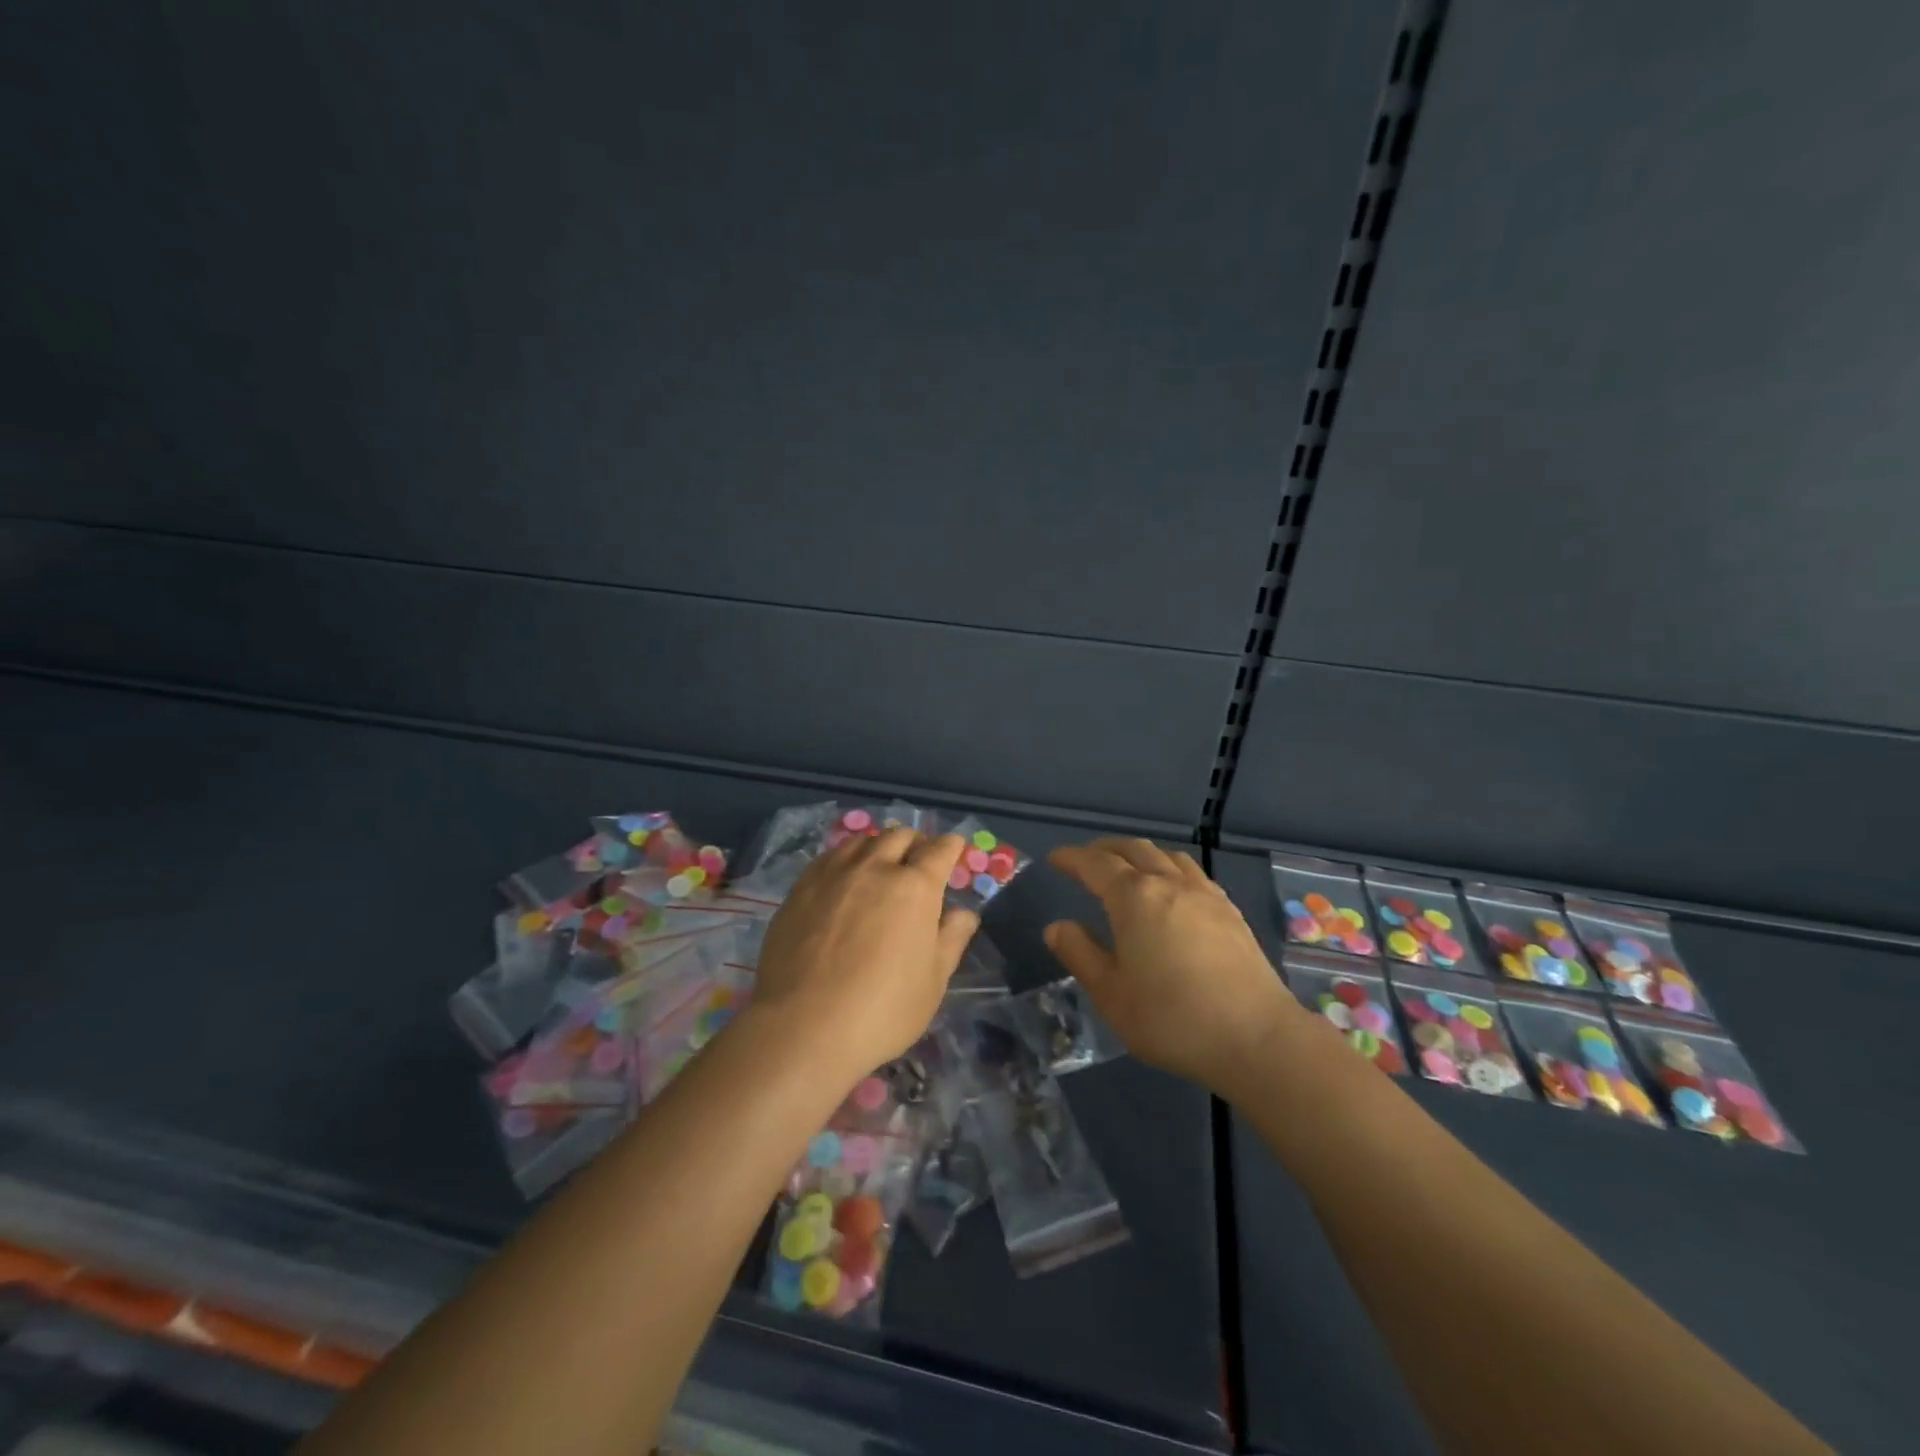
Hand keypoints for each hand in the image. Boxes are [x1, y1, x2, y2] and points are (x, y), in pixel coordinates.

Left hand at [750, 830, 979, 1080]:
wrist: (803, 1026)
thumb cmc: (882, 1010)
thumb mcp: (933, 982)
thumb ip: (951, 939)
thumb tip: (964, 913)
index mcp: (915, 887)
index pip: (940, 850)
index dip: (951, 846)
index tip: (954, 848)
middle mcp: (875, 868)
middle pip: (899, 836)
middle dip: (915, 843)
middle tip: (918, 862)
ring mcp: (833, 874)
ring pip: (862, 841)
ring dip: (879, 846)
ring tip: (880, 865)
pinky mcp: (801, 888)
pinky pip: (830, 857)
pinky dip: (846, 858)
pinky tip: (844, 878)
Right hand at [1045, 839, 1297, 1092]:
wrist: (1256, 1037)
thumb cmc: (1171, 1018)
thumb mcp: (1111, 993)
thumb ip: (1080, 954)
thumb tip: (1057, 927)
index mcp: (1134, 898)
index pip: (1095, 864)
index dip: (1072, 858)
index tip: (1055, 858)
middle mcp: (1169, 883)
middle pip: (1133, 849)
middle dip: (1105, 849)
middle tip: (1086, 860)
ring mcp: (1205, 895)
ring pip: (1167, 856)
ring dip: (1140, 854)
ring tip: (1128, 868)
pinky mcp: (1230, 912)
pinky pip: (1192, 873)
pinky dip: (1169, 868)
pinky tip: (1172, 890)